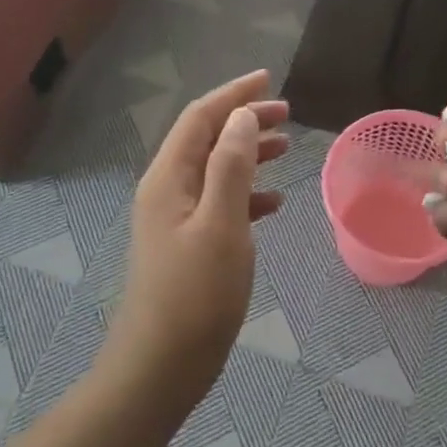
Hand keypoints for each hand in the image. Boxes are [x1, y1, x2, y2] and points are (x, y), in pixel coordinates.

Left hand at [113, 69, 289, 377]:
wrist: (160, 367)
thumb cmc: (195, 294)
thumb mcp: (221, 223)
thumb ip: (231, 166)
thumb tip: (242, 116)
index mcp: (169, 178)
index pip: (201, 118)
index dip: (233, 94)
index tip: (268, 78)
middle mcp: (167, 190)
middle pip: (207, 139)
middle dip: (244, 120)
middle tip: (287, 114)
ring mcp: (175, 219)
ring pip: (215, 169)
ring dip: (248, 153)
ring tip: (286, 148)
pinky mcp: (187, 244)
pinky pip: (220, 202)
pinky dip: (247, 193)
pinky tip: (274, 203)